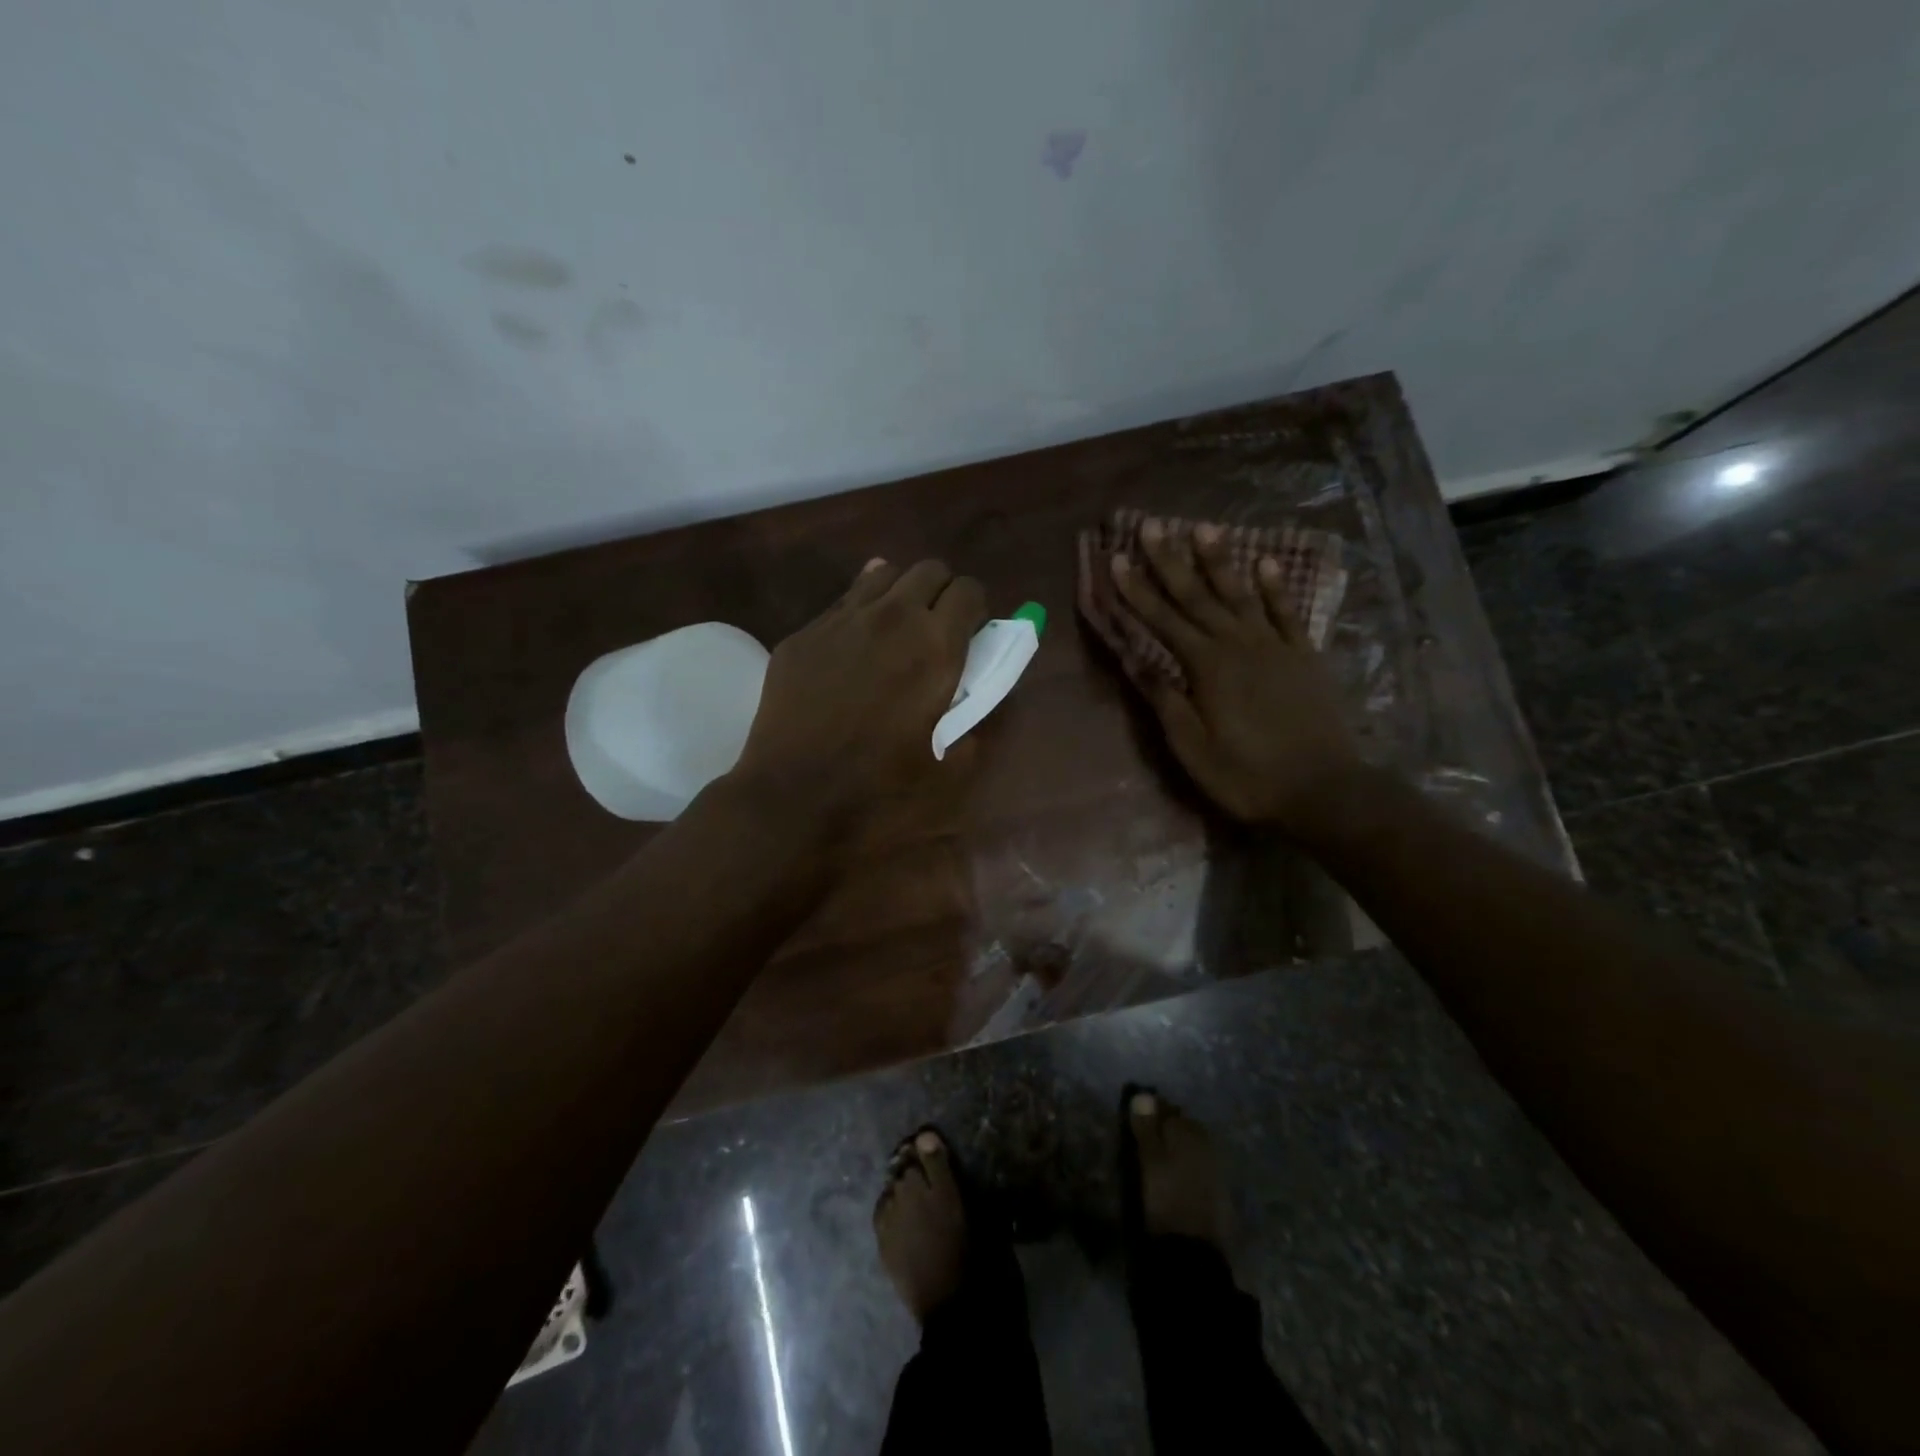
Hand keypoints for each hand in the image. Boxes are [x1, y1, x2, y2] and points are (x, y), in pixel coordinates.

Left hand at [734, 557, 986, 830]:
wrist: (793, 793)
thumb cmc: (878, 786)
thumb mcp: (946, 768)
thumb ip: (972, 726)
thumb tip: (973, 702)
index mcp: (935, 647)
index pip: (969, 590)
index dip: (975, 609)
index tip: (970, 633)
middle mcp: (892, 617)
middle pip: (929, 569)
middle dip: (941, 592)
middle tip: (936, 629)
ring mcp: (842, 619)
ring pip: (883, 573)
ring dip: (900, 592)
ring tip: (896, 629)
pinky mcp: (805, 632)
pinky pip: (842, 602)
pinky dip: (860, 612)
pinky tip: (853, 649)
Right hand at [1110, 520, 1360, 837]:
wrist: (1323, 789)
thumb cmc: (1247, 774)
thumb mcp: (1192, 747)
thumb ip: (1165, 699)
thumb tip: (1136, 659)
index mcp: (1206, 667)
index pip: (1162, 620)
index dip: (1136, 590)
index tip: (1116, 559)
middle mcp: (1238, 644)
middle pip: (1197, 596)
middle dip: (1170, 561)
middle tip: (1152, 526)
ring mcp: (1275, 646)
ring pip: (1240, 594)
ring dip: (1219, 561)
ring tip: (1203, 528)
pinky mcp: (1303, 656)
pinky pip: (1287, 612)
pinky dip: (1275, 587)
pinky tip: (1265, 562)